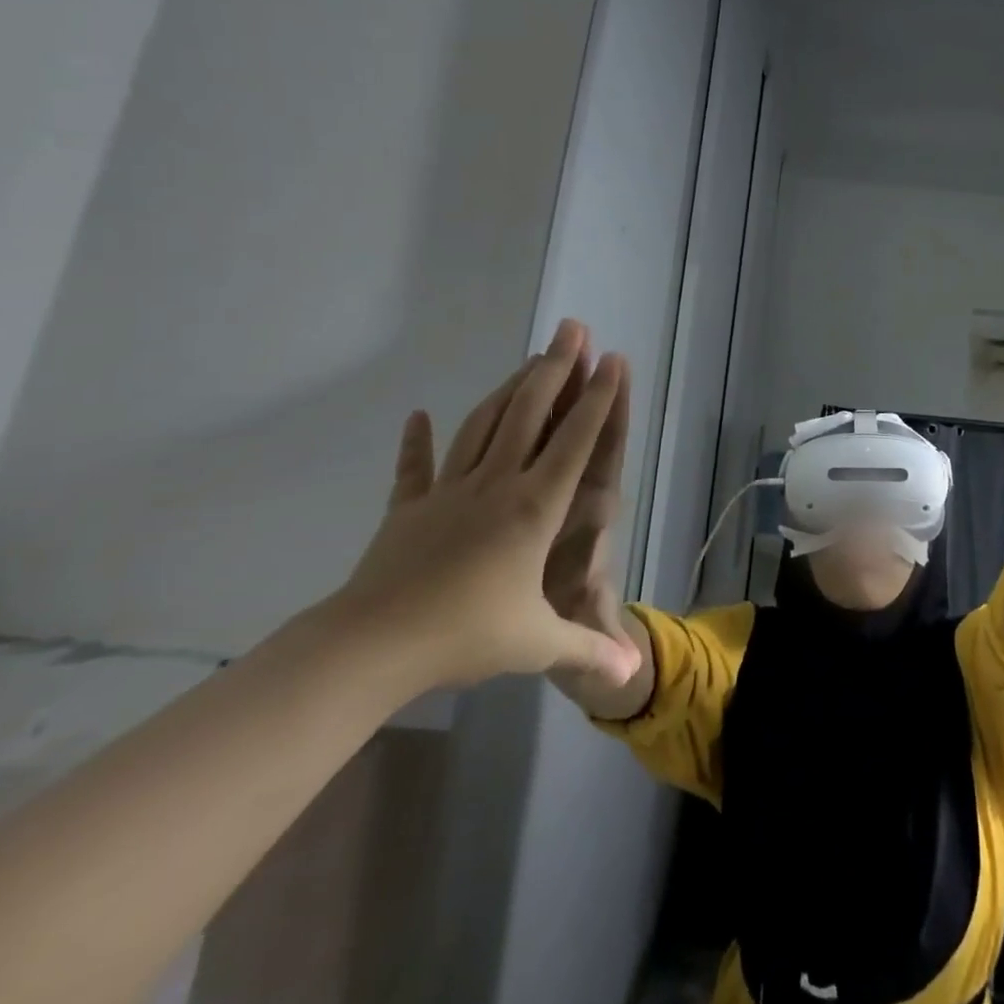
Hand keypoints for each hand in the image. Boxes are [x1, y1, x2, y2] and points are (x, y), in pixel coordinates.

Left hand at [329, 320, 643, 692]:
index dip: (598, 398)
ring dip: (508, 388)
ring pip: (484, 425)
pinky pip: (415, 468)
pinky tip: (416, 416)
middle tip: (572, 329)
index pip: (575, 441)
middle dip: (556, 368)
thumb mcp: (536, 644)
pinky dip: (415, 442)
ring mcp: (449, 491)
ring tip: (529, 359)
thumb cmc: (465, 635)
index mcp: (532, 508)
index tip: (613, 359)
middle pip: (530, 413)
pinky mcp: (409, 508)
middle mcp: (496, 484)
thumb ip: (587, 651)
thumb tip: (631, 674)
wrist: (372, 647)